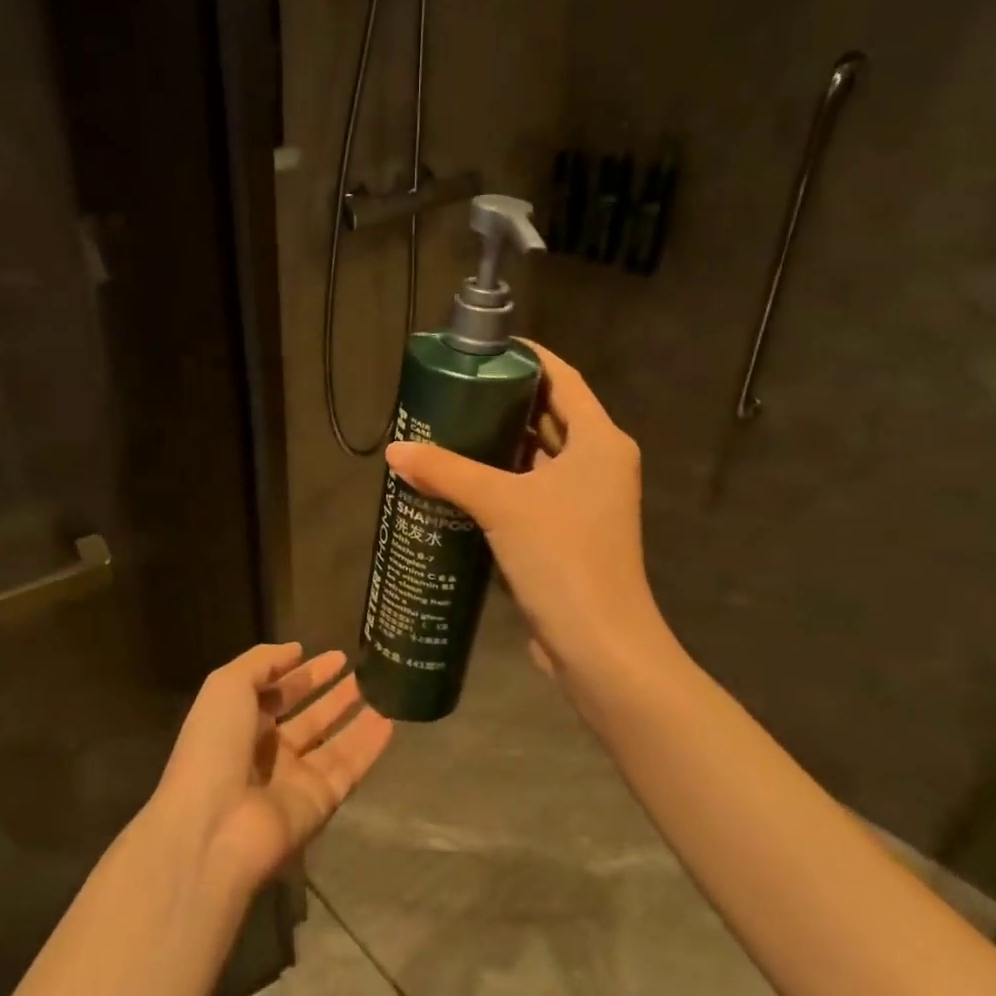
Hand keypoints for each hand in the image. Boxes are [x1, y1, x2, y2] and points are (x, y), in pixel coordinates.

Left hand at [152, 644, 392, 893]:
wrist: (215, 826)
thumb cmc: (215, 745)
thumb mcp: (228, 685)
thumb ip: (261, 662)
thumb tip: (296, 649)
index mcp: (240, 723)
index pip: (277, 693)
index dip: (303, 673)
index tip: (335, 656)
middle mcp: (268, 751)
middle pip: (308, 718)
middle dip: (334, 694)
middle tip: (364, 672)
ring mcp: (295, 779)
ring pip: (333, 742)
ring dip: (357, 717)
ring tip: (385, 690)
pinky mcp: (320, 803)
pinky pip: (349, 768)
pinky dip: (369, 746)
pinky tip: (391, 721)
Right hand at [385, 341, 664, 693]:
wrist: (599, 646)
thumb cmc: (563, 558)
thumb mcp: (502, 504)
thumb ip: (447, 472)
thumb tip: (395, 450)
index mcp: (600, 441)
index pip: (562, 378)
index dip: (526, 358)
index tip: (482, 349)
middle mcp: (598, 463)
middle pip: (549, 416)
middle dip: (503, 401)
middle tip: (452, 389)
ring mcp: (584, 502)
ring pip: (537, 457)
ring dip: (499, 444)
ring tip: (447, 427)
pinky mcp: (566, 533)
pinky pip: (530, 491)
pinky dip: (500, 481)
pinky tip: (459, 480)